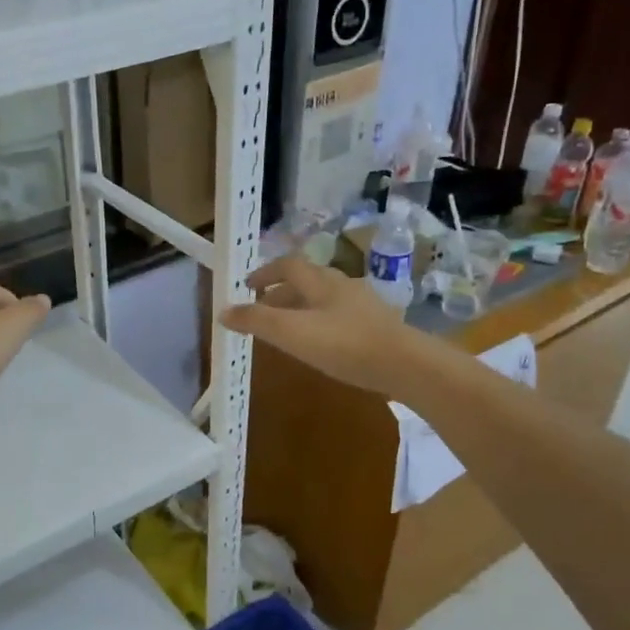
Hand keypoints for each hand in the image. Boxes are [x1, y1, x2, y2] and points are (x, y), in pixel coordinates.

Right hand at [220, 255, 425, 396]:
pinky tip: (322, 343)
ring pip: (325, 298)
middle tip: (262, 309)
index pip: (288, 265)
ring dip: (302, 307)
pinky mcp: (378, 326)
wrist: (405, 365)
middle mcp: (343, 286)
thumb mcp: (291, 333)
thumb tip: (223, 311)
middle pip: (307, 280)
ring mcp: (364, 305)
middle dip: (281, 291)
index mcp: (321, 281)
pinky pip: (341, 316)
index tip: (247, 286)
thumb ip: (256, 321)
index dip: (265, 272)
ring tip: (288, 328)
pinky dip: (322, 322)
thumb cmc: (344, 344)